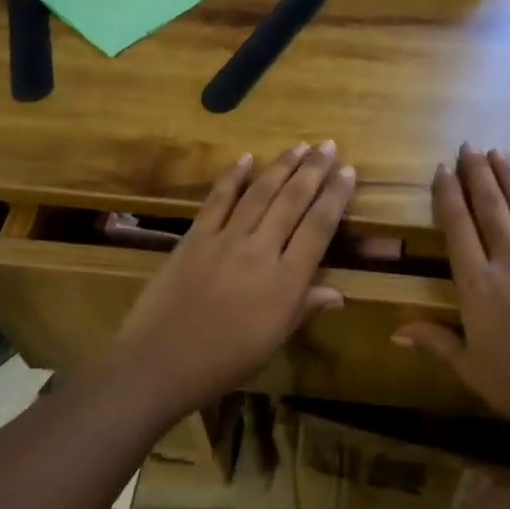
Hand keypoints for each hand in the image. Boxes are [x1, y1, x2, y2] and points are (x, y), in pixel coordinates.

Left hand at [110, 142, 354, 417]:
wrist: (161, 363)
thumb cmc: (224, 362)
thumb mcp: (273, 342)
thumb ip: (304, 309)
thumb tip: (338, 293)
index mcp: (286, 282)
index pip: (318, 228)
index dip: (336, 197)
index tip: (348, 171)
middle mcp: (261, 251)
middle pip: (292, 201)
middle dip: (313, 170)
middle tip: (328, 146)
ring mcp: (225, 240)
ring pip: (260, 193)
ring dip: (281, 166)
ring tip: (300, 146)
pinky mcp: (195, 237)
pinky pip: (218, 200)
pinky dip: (233, 177)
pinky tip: (246, 158)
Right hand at [394, 145, 509, 441]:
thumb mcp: (469, 366)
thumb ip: (434, 341)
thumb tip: (394, 333)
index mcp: (477, 284)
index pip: (458, 227)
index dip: (448, 195)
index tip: (442, 169)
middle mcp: (509, 261)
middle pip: (489, 208)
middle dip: (476, 174)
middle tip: (468, 147)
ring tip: (498, 153)